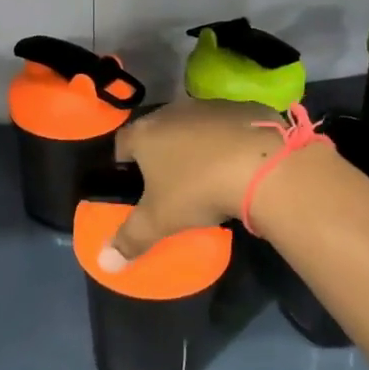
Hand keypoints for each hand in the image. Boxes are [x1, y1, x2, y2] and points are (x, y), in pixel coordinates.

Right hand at [101, 97, 288, 266]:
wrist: (262, 166)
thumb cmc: (197, 190)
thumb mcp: (159, 222)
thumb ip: (130, 240)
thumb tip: (106, 263)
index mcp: (145, 134)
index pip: (122, 141)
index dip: (123, 160)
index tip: (130, 178)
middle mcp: (173, 112)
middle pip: (158, 129)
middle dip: (161, 150)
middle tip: (168, 179)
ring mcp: (211, 106)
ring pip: (194, 125)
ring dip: (196, 143)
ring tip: (207, 172)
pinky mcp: (244, 108)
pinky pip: (229, 125)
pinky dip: (229, 140)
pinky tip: (240, 162)